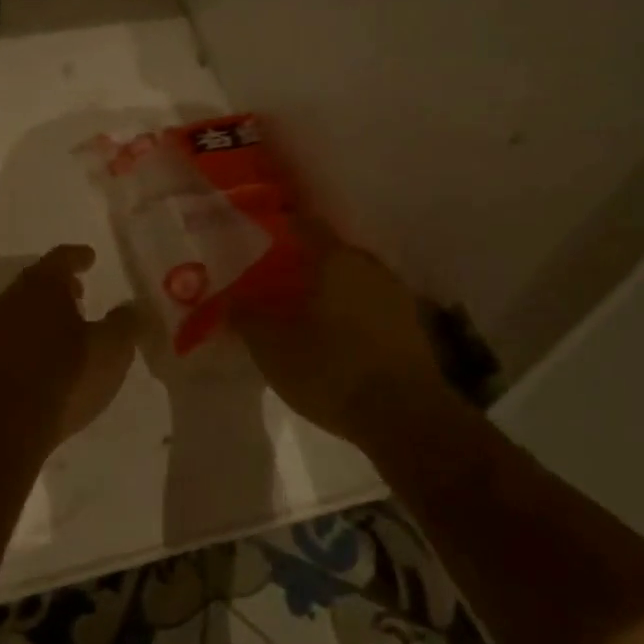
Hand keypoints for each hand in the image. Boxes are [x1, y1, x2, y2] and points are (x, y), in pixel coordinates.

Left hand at [0, 245, 139, 448]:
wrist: (3, 428)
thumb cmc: (64, 377)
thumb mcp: (111, 349)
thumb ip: (126, 322)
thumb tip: (133, 306)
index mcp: (41, 285)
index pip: (62, 258)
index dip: (79, 256)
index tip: (90, 258)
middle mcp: (10, 298)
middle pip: (37, 281)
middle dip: (59, 285)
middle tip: (80, 292)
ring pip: (20, 308)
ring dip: (42, 312)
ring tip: (65, 326)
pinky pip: (10, 335)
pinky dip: (29, 337)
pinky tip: (43, 356)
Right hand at [231, 227, 456, 450]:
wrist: (406, 419)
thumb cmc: (332, 370)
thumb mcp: (273, 348)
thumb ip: (247, 317)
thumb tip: (231, 298)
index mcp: (336, 260)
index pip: (304, 224)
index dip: (280, 225)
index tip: (258, 232)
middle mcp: (370, 267)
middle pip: (331, 253)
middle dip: (303, 261)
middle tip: (275, 276)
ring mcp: (397, 296)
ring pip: (354, 280)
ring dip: (330, 289)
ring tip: (303, 308)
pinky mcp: (412, 328)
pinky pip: (371, 307)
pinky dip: (351, 313)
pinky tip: (335, 335)